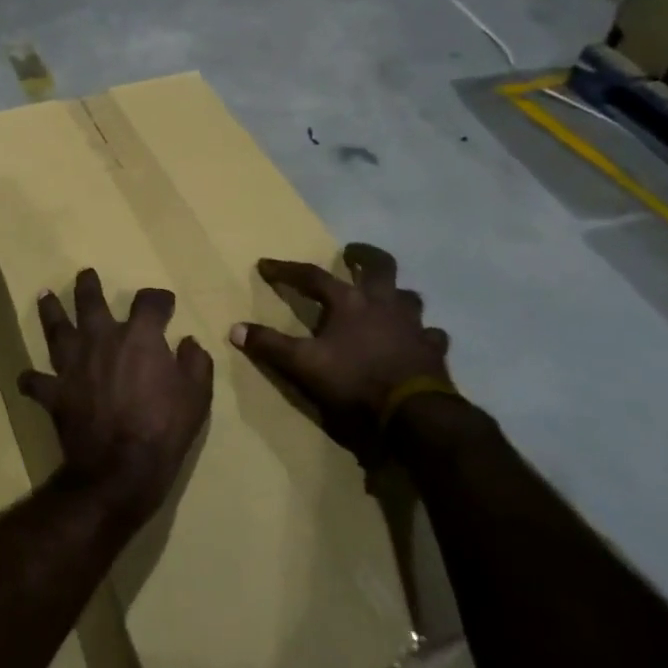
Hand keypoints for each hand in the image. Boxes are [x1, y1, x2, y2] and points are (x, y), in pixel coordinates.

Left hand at [17, 269, 213, 532]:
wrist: (120, 467)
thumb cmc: (164, 428)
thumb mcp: (197, 395)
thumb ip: (195, 363)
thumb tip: (188, 342)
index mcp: (138, 336)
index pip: (149, 302)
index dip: (158, 299)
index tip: (164, 303)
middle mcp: (101, 340)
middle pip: (90, 302)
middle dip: (88, 286)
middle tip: (85, 275)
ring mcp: (73, 365)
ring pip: (56, 329)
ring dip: (50, 311)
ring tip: (45, 296)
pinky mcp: (54, 392)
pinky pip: (36, 382)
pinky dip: (31, 379)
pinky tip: (28, 377)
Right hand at [229, 243, 456, 461]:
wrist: (414, 414)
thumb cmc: (355, 382)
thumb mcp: (304, 365)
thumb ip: (270, 346)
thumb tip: (235, 328)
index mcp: (349, 302)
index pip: (312, 276)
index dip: (286, 270)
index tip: (266, 265)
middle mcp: (384, 304)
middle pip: (379, 266)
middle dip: (364, 256)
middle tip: (352, 253)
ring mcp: (413, 325)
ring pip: (409, 296)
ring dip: (396, 293)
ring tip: (386, 297)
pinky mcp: (433, 349)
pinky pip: (430, 333)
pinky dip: (421, 333)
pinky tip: (416, 339)